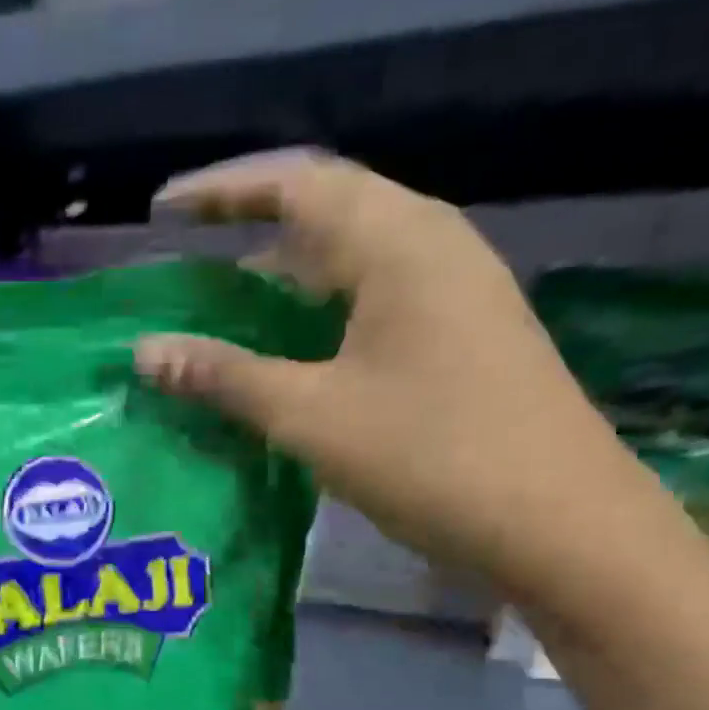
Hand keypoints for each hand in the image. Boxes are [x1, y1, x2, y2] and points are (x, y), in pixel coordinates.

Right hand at [135, 150, 657, 602]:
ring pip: (353, 263)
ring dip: (287, 280)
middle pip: (327, 213)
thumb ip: (226, 377)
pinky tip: (293, 355)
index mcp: (397, 240)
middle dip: (251, 230)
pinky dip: (322, 317)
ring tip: (227, 311)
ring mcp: (457, 292)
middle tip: (188, 262)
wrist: (561, 525)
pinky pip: (376, 303)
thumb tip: (146, 351)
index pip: (293, 184)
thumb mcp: (312, 416)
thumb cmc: (431, 456)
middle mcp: (432, 245)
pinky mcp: (465, 338)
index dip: (219, 192)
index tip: (160, 210)